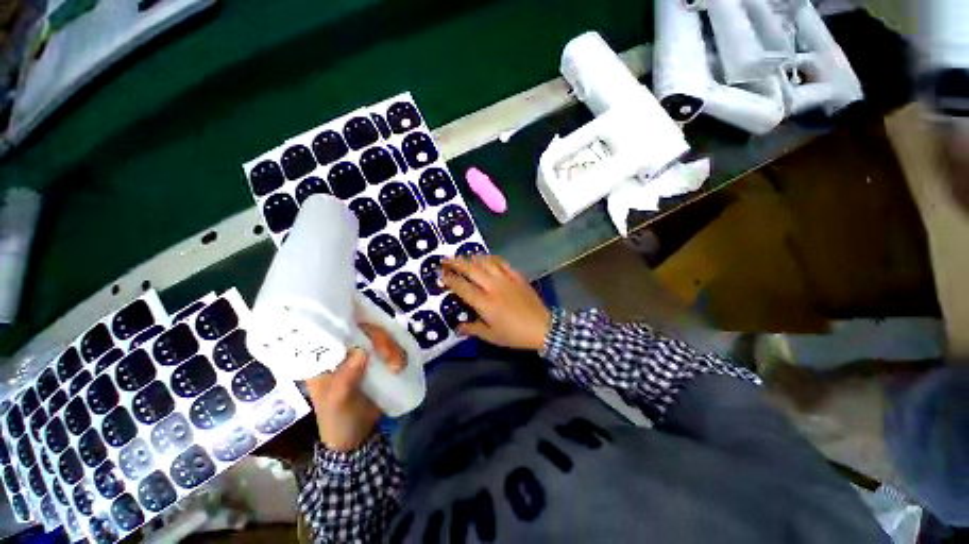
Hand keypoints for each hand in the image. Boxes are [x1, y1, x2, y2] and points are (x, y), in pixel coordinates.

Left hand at [302, 324, 404, 451]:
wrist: (357, 438)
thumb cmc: (338, 420)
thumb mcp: (337, 402)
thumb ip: (344, 379)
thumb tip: (360, 351)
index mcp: (324, 357)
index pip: (336, 330)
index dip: (353, 325)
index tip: (372, 333)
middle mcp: (343, 351)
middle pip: (364, 330)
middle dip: (381, 340)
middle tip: (392, 358)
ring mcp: (362, 354)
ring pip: (380, 336)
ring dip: (393, 347)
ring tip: (398, 367)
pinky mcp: (378, 360)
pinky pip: (391, 346)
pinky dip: (399, 351)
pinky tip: (401, 364)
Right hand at [441, 255, 550, 350]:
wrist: (543, 327)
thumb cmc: (515, 334)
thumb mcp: (492, 336)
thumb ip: (473, 329)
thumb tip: (458, 327)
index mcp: (485, 303)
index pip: (462, 287)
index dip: (450, 279)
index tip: (441, 274)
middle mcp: (493, 287)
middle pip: (471, 270)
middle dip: (456, 263)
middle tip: (445, 259)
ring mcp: (506, 279)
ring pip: (486, 263)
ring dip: (472, 258)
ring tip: (464, 256)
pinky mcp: (517, 276)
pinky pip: (502, 263)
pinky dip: (492, 258)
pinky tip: (487, 258)